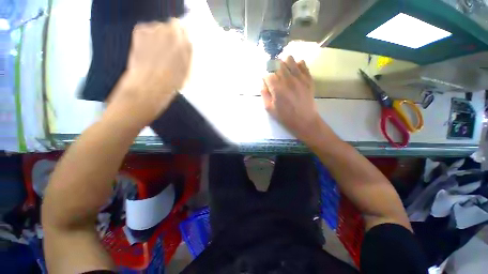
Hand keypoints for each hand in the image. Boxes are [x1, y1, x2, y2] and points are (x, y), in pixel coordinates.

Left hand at [107, 19, 191, 128]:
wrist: (150, 86)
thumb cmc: (172, 84)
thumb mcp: (188, 71)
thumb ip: (188, 56)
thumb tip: (185, 47)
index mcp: (187, 45)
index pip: (185, 31)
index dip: (181, 38)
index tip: (178, 45)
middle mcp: (173, 32)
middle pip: (172, 26)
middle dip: (170, 35)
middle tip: (166, 49)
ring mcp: (156, 30)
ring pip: (158, 28)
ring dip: (158, 36)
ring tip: (155, 52)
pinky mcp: (140, 31)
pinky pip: (145, 30)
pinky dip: (146, 37)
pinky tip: (146, 50)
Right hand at [262, 56, 320, 139]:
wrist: (304, 120)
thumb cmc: (285, 116)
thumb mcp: (269, 109)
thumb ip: (264, 94)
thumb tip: (263, 83)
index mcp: (276, 88)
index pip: (267, 74)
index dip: (265, 77)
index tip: (266, 81)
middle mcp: (287, 80)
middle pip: (277, 64)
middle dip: (273, 68)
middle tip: (274, 76)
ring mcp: (299, 77)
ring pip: (289, 60)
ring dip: (284, 63)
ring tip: (284, 70)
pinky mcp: (308, 78)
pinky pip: (302, 64)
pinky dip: (297, 64)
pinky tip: (295, 70)